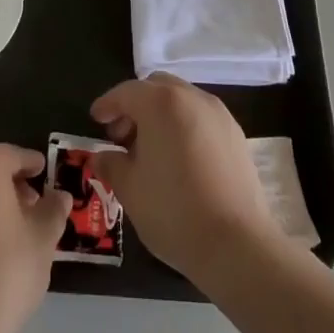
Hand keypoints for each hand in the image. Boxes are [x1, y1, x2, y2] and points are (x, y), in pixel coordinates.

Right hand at [90, 75, 280, 286]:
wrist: (237, 244)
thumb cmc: (174, 211)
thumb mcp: (129, 189)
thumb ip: (111, 164)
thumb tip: (101, 156)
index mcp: (161, 103)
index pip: (126, 92)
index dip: (107, 105)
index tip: (96, 119)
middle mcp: (191, 98)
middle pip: (156, 88)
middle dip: (135, 106)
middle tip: (121, 136)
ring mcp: (218, 114)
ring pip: (181, 100)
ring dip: (160, 115)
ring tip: (150, 151)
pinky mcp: (236, 135)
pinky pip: (201, 118)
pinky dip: (183, 126)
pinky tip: (178, 160)